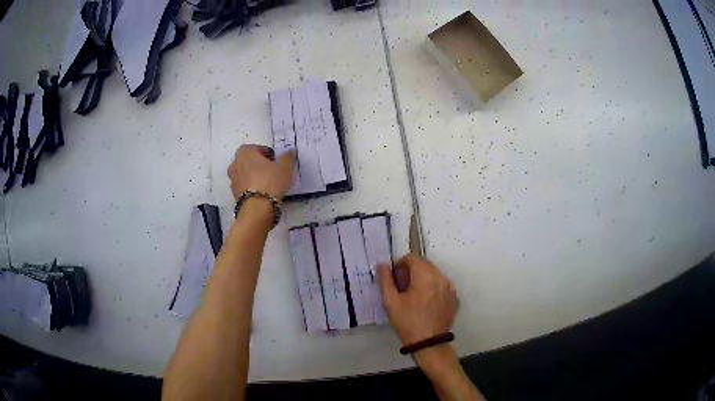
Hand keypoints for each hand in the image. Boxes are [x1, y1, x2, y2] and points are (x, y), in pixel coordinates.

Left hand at [228, 145, 295, 199]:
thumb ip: (287, 157)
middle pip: (247, 161)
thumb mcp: (286, 167)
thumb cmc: (271, 182)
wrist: (258, 209)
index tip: (274, 160)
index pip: (255, 148)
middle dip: (257, 164)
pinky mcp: (234, 194)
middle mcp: (235, 164)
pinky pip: (243, 187)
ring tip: (266, 184)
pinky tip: (261, 194)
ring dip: (252, 177)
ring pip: (244, 174)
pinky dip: (250, 188)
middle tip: (270, 170)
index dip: (265, 153)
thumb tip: (289, 152)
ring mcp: (233, 180)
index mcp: (245, 152)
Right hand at [377, 254, 458, 345]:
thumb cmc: (407, 322)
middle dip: (412, 270)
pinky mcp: (455, 298)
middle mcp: (441, 278)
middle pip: (425, 264)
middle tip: (402, 286)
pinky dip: (433, 287)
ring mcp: (450, 288)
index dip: (401, 264)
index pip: (413, 258)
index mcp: (425, 277)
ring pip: (434, 274)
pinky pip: (442, 285)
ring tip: (413, 295)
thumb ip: (386, 280)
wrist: (428, 343)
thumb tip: (383, 265)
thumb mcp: (391, 302)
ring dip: (423, 278)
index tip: (394, 276)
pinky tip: (425, 302)